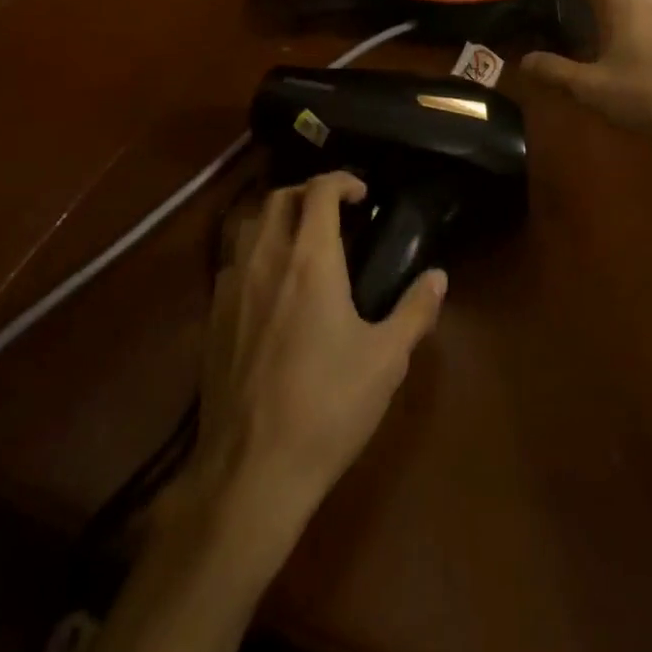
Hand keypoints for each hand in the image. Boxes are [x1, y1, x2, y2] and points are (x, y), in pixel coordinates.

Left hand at [180, 172, 445, 563]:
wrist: (251, 470)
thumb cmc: (327, 407)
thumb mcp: (386, 360)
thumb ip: (415, 310)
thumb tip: (439, 276)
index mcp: (310, 260)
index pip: (319, 191)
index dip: (342, 180)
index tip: (363, 194)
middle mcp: (266, 260)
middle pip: (279, 198)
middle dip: (308, 192)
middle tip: (336, 212)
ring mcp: (232, 287)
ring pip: (249, 225)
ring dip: (278, 217)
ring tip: (303, 239)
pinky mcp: (212, 318)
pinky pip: (232, 261)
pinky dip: (255, 251)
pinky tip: (272, 284)